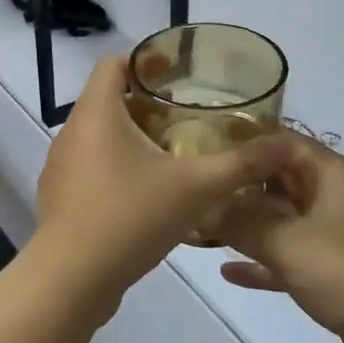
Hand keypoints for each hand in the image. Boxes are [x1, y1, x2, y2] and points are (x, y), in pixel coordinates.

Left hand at [32, 56, 293, 303]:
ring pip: (100, 136)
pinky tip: (147, 195)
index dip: (146, 61)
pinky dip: (118, 167)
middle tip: (187, 118)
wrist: (71, 281)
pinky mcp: (60, 197)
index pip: (114, 63)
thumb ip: (241, 164)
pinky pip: (91, 167)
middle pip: (109, 99)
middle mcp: (72, 131)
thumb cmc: (130, 217)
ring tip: (172, 155)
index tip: (178, 75)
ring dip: (133, 138)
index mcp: (97, 113)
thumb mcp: (196, 188)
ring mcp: (61, 166)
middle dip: (148, 104)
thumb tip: (283, 144)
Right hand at [212, 137, 343, 342]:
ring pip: (283, 220)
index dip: (246, 145)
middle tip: (197, 195)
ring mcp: (335, 235)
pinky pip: (291, 255)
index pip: (283, 142)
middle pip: (280, 181)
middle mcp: (334, 196)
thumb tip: (199, 206)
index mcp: (331, 174)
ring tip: (202, 229)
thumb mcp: (285, 241)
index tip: (207, 154)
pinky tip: (228, 271)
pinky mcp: (334, 271)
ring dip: (247, 226)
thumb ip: (239, 221)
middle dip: (239, 189)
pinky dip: (264, 261)